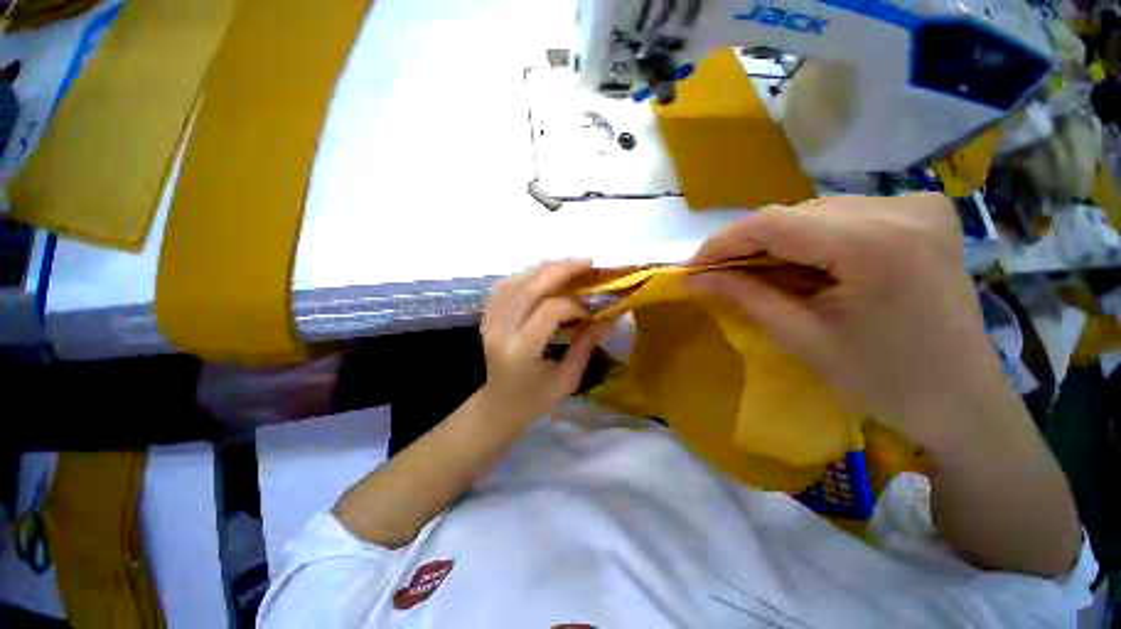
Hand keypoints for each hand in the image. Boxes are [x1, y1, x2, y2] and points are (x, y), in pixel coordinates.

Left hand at [480, 260, 609, 426]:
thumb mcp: (567, 379)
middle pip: (531, 287)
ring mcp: (490, 320)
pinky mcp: (487, 316)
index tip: (590, 313)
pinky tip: (544, 275)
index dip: (575, 305)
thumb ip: (585, 345)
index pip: (550, 310)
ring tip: (570, 265)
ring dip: (545, 268)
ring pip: (517, 281)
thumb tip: (607, 317)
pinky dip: (527, 275)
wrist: (499, 404)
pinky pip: (506, 285)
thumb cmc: (535, 398)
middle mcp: (501, 330)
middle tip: (587, 262)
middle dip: (562, 270)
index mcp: (521, 350)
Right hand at [688, 194, 1009, 450]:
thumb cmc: (884, 382)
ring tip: (755, 274)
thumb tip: (695, 278)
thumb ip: (745, 296)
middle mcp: (899, 208)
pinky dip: (809, 240)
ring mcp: (916, 205)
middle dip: (747, 245)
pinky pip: (842, 216)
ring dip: (776, 243)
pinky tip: (802, 267)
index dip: (723, 242)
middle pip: (793, 214)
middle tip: (718, 275)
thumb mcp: (802, 338)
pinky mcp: (922, 213)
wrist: (964, 401)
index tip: (693, 266)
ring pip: (814, 213)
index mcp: (875, 244)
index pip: (773, 223)